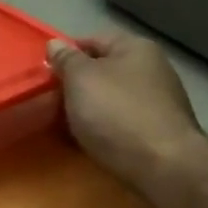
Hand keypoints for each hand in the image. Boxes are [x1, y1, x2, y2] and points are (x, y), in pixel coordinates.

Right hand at [46, 33, 205, 194]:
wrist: (162, 166)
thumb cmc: (116, 113)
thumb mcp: (80, 79)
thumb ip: (66, 60)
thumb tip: (55, 44)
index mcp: (136, 48)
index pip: (93, 40)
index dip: (66, 54)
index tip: (44, 74)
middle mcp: (153, 70)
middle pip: (104, 71)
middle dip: (76, 86)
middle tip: (50, 102)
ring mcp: (159, 103)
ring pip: (112, 100)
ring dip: (89, 110)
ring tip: (65, 126)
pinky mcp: (159, 133)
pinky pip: (122, 125)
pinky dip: (104, 130)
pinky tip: (89, 143)